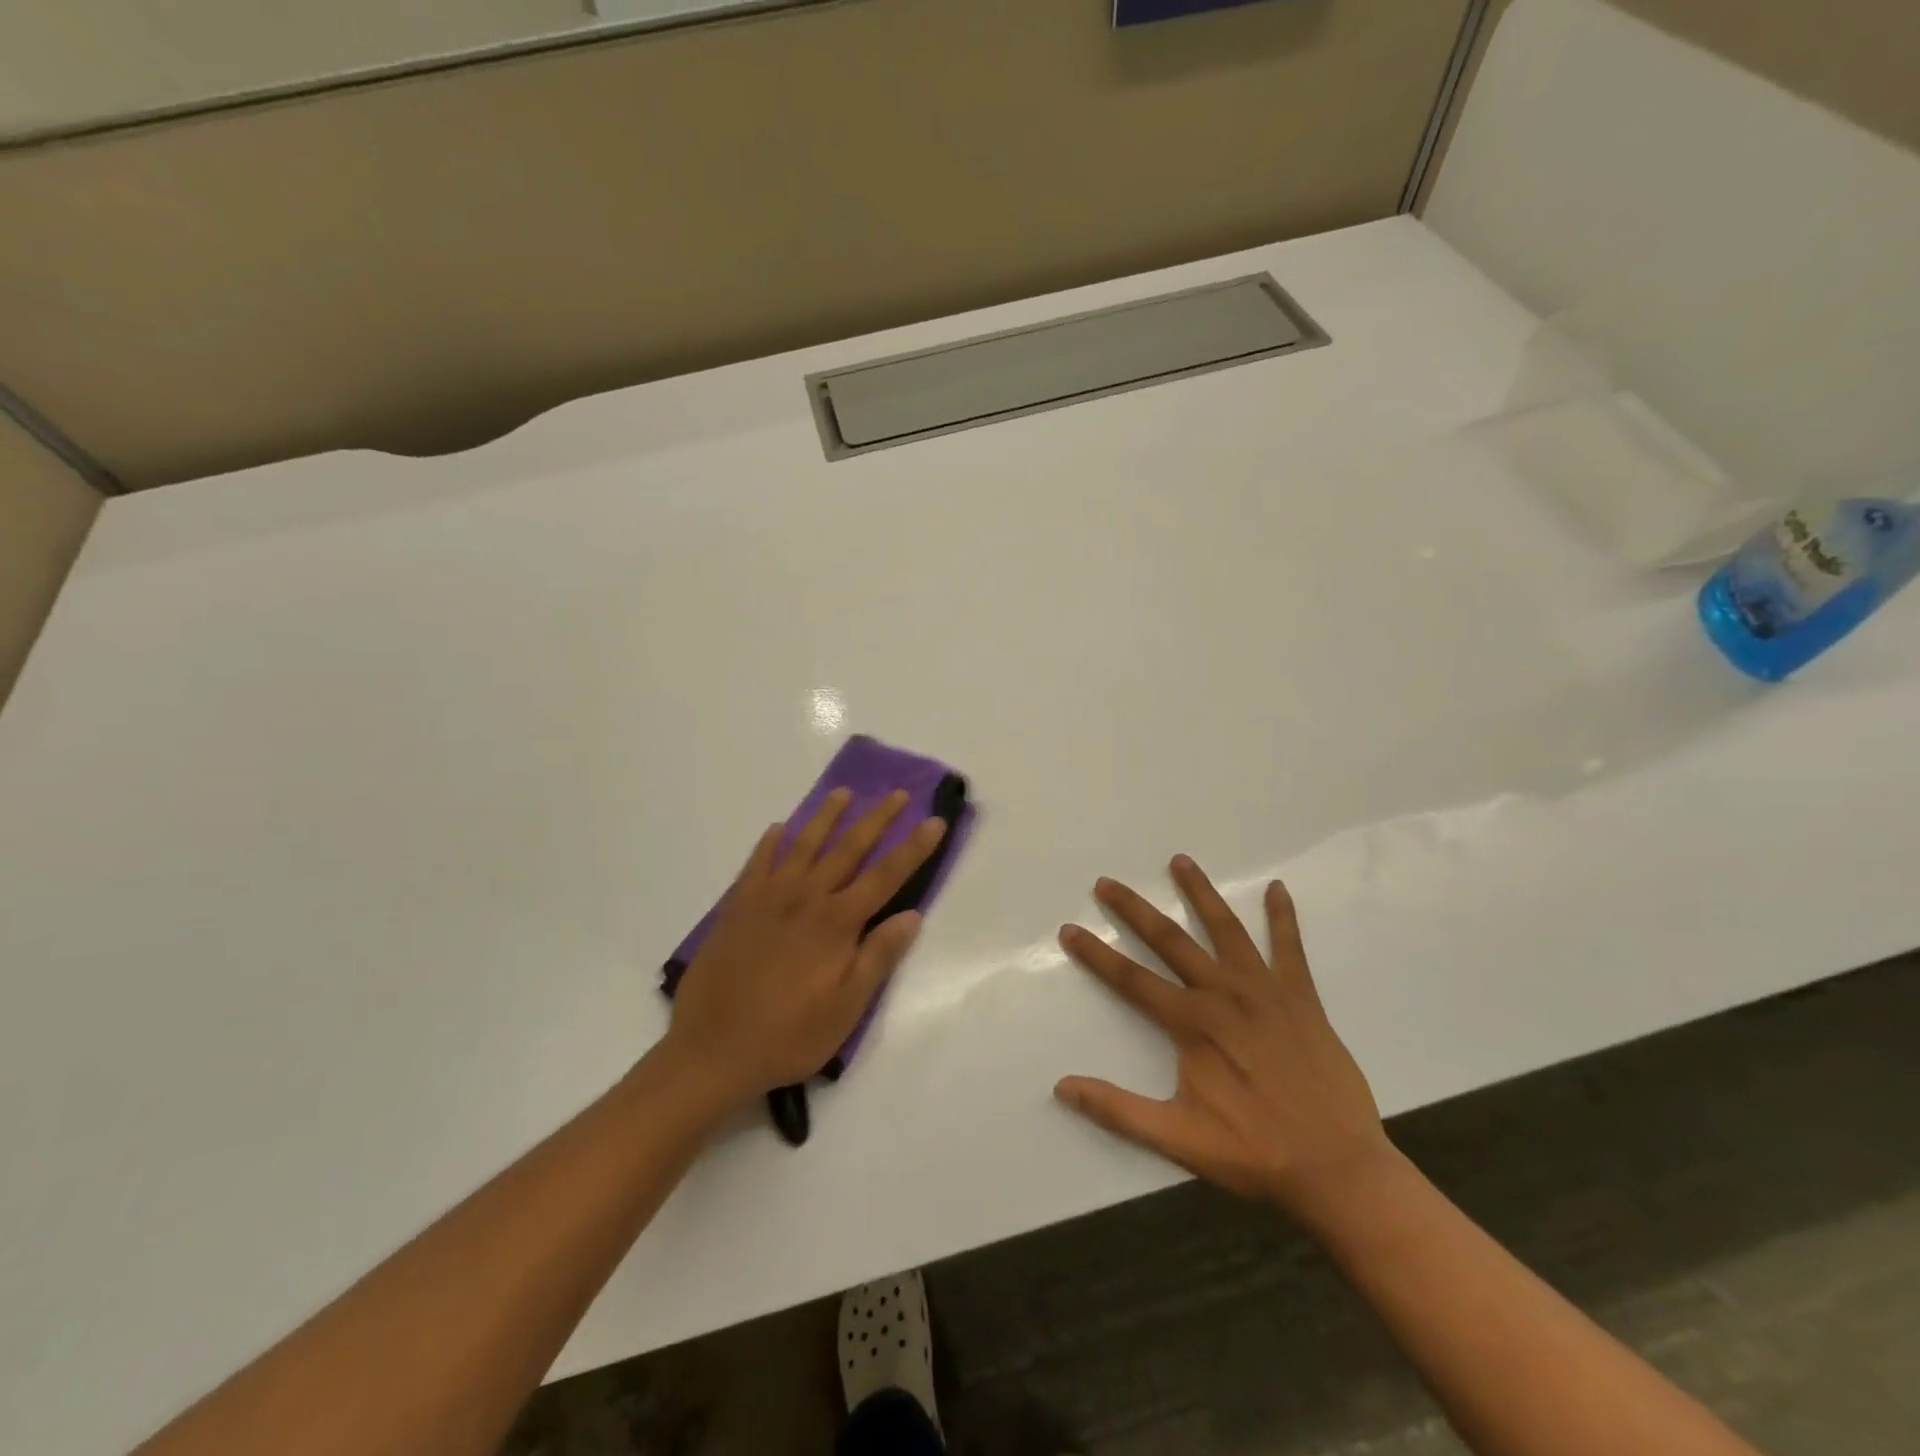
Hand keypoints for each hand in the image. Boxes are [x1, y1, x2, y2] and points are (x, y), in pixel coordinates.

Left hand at [658, 788, 947, 1110]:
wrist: (711, 1050)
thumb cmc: (787, 1036)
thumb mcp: (845, 1009)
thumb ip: (878, 958)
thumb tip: (912, 915)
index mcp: (836, 923)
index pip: (886, 876)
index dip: (913, 847)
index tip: (934, 821)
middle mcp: (805, 898)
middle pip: (848, 848)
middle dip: (877, 818)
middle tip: (897, 793)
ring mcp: (767, 897)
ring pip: (803, 844)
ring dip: (826, 816)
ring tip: (843, 793)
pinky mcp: (737, 906)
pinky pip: (757, 862)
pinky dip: (770, 842)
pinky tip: (778, 829)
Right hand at [1055, 856, 1395, 1220]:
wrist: (1338, 1169)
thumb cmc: (1254, 1153)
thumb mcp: (1178, 1138)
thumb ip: (1118, 1110)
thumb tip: (1062, 1087)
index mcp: (1193, 1025)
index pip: (1131, 980)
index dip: (1096, 955)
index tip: (1069, 929)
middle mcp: (1224, 995)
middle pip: (1170, 941)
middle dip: (1134, 910)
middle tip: (1106, 883)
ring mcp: (1265, 991)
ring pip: (1226, 930)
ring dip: (1200, 893)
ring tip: (1180, 861)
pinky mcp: (1301, 998)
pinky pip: (1290, 948)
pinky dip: (1283, 917)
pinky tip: (1278, 889)